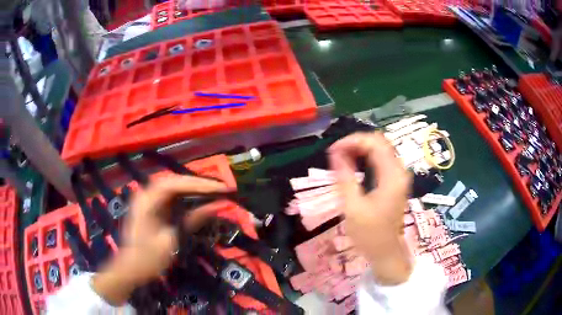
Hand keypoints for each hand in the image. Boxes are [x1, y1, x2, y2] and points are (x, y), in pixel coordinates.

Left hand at [92, 175, 228, 304]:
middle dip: (200, 185)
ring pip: (176, 188)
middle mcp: (147, 194)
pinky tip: (201, 200)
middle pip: (176, 182)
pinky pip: (173, 198)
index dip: (200, 184)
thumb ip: (193, 219)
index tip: (222, 188)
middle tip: (223, 189)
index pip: (176, 183)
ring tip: (217, 192)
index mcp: (147, 199)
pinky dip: (188, 198)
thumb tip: (217, 205)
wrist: (131, 269)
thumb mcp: (172, 239)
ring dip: (195, 190)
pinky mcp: (153, 208)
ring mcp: (149, 200)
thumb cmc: (149, 257)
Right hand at [328, 132, 412, 285]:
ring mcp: (399, 176)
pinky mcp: (395, 181)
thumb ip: (345, 177)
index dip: (352, 141)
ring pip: (381, 149)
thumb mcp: (352, 207)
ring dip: (360, 149)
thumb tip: (334, 152)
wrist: (385, 252)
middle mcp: (399, 171)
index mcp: (392, 176)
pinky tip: (353, 163)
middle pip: (379, 142)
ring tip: (341, 156)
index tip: (332, 149)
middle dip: (356, 142)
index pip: (375, 143)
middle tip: (335, 152)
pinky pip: (382, 160)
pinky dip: (366, 157)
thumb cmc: (369, 235)